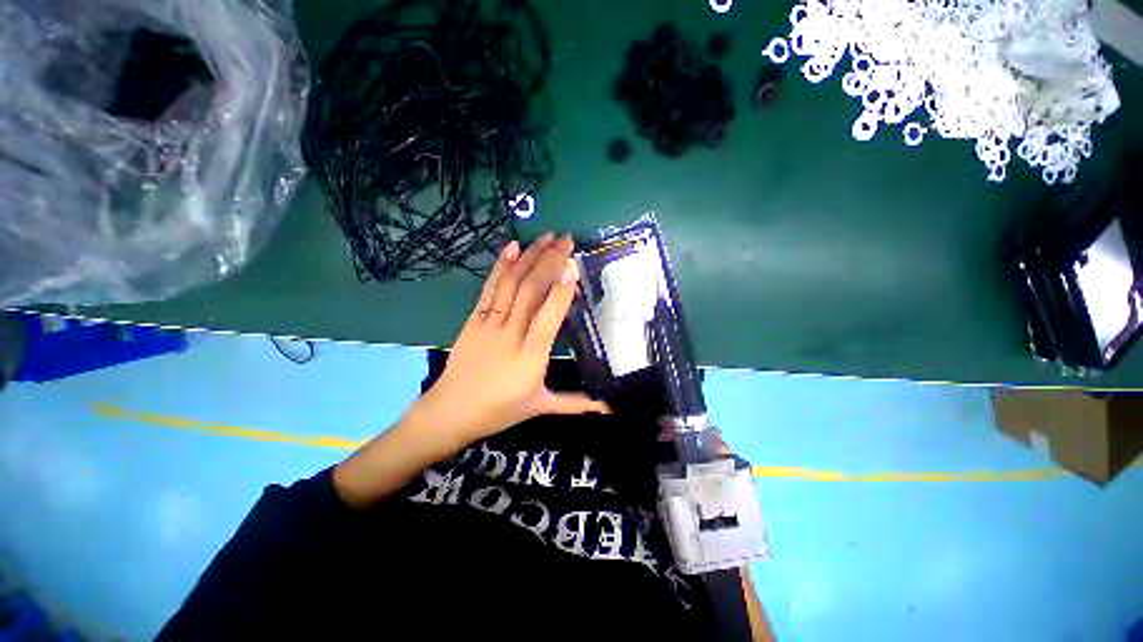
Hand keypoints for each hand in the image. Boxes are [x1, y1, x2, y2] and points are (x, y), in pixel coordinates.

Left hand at [405, 232, 609, 449]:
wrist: (450, 411)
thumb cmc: (499, 410)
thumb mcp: (540, 406)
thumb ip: (576, 403)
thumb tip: (608, 407)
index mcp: (530, 357)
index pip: (548, 317)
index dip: (561, 291)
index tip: (573, 266)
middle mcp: (510, 335)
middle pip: (530, 291)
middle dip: (549, 262)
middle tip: (566, 240)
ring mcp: (489, 324)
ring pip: (511, 284)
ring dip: (528, 257)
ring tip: (546, 236)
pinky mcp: (474, 319)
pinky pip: (489, 288)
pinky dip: (501, 266)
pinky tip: (512, 247)